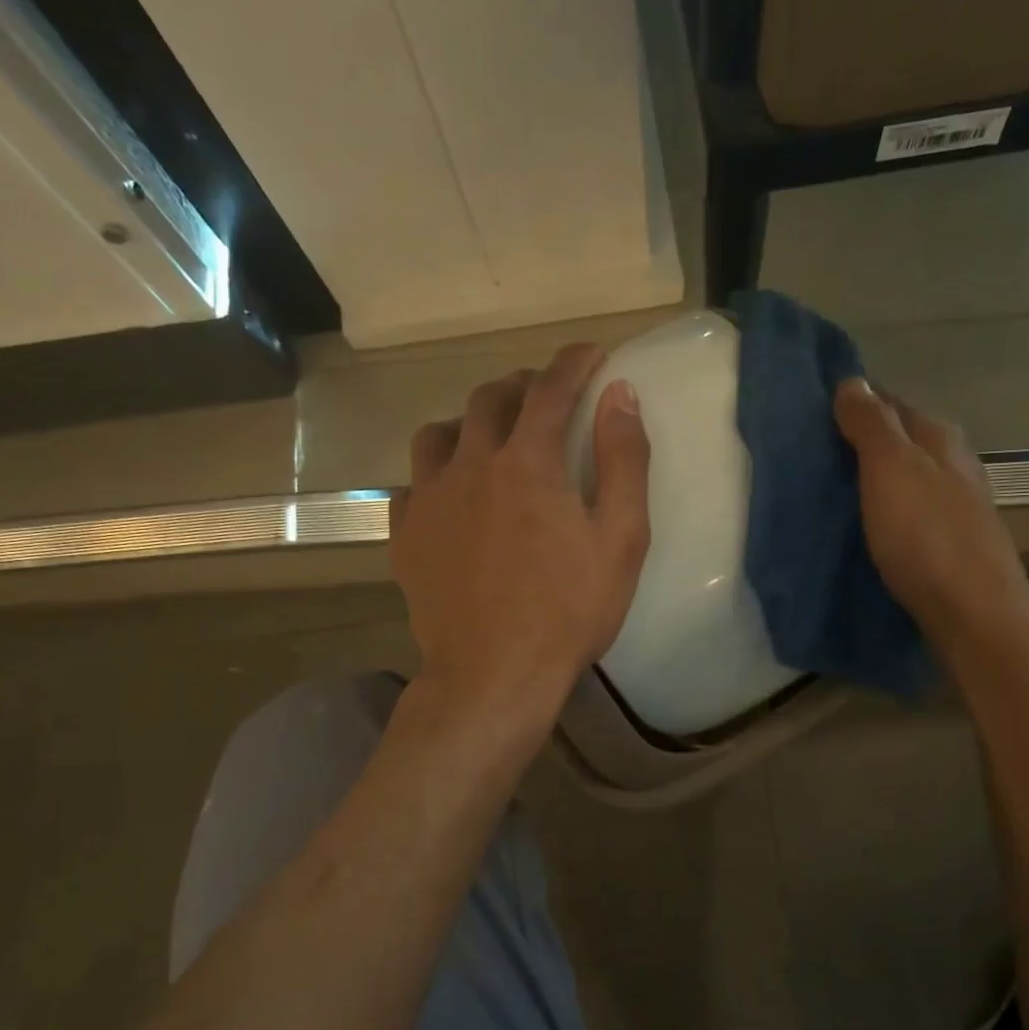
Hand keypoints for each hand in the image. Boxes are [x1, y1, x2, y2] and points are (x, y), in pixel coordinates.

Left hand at [390, 344, 650, 740]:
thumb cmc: (569, 611)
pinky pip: (413, 485)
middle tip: (544, 397)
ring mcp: (429, 500)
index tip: (591, 355)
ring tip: (488, 438)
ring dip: (468, 423)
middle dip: (521, 387)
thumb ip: (623, 460)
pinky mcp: (406, 537)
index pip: (551, 389)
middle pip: (489, 400)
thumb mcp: (621, 538)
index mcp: (527, 462)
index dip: (574, 364)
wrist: (495, 674)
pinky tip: (450, 496)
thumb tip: (620, 394)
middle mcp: (470, 465)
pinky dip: (436, 476)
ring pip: (438, 434)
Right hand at [832, 377, 1028, 653]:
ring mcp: (954, 505)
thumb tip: (852, 381)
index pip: (890, 402)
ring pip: (904, 477)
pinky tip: (863, 524)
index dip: (854, 403)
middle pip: (900, 440)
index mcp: (938, 437)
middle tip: (811, 455)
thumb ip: (871, 425)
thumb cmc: (927, 536)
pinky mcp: (948, 542)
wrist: (973, 613)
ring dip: (871, 478)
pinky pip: (907, 511)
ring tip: (829, 490)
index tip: (811, 413)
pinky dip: (883, 509)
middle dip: (860, 442)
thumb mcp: (892, 470)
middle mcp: (952, 464)